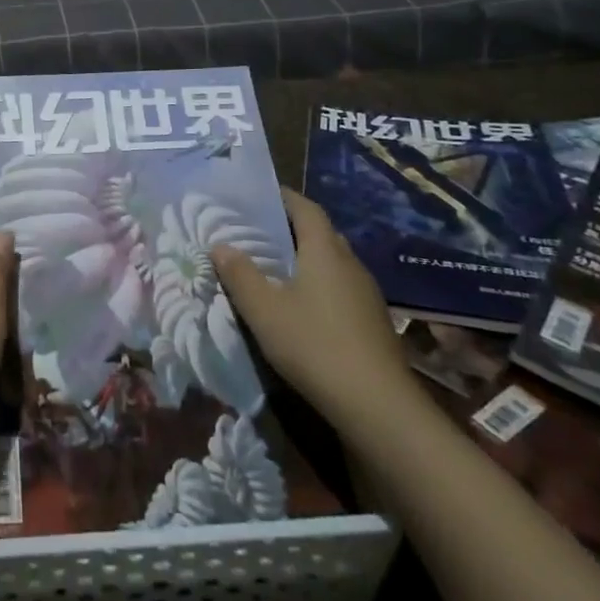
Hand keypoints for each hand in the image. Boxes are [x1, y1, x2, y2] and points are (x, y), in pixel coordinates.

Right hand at [213, 188, 419, 431]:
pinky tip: (299, 307)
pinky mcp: (372, 322)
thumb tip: (220, 244)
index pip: (305, 208)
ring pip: (330, 263)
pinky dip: (317, 286)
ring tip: (271, 268)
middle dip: (289, 228)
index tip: (257, 195)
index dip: (283, 197)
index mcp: (325, 251)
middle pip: (319, 233)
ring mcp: (366, 294)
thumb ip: (239, 274)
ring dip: (303, 259)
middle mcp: (350, 264)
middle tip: (255, 232)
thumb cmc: (314, 345)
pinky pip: (339, 288)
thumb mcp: (264, 309)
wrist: (378, 406)